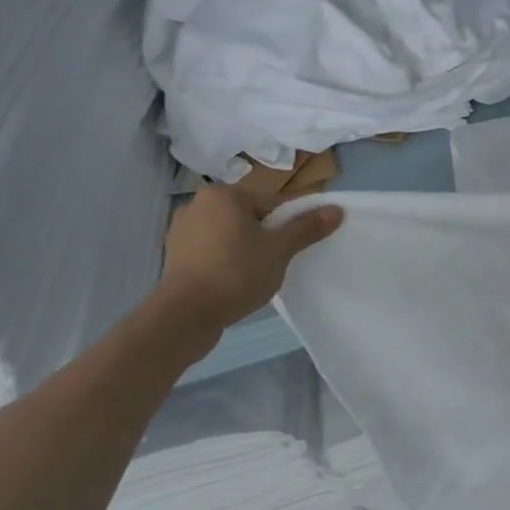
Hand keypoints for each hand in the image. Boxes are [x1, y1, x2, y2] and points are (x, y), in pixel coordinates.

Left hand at [156, 185, 341, 331]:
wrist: (185, 314)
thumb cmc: (237, 273)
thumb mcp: (280, 250)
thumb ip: (307, 227)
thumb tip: (336, 209)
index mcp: (224, 195)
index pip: (272, 203)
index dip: (289, 225)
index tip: (293, 248)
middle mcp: (197, 203)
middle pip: (249, 216)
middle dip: (265, 236)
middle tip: (276, 262)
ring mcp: (181, 229)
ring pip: (229, 234)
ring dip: (244, 248)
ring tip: (254, 274)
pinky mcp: (173, 254)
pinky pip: (210, 250)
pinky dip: (224, 260)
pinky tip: (232, 281)